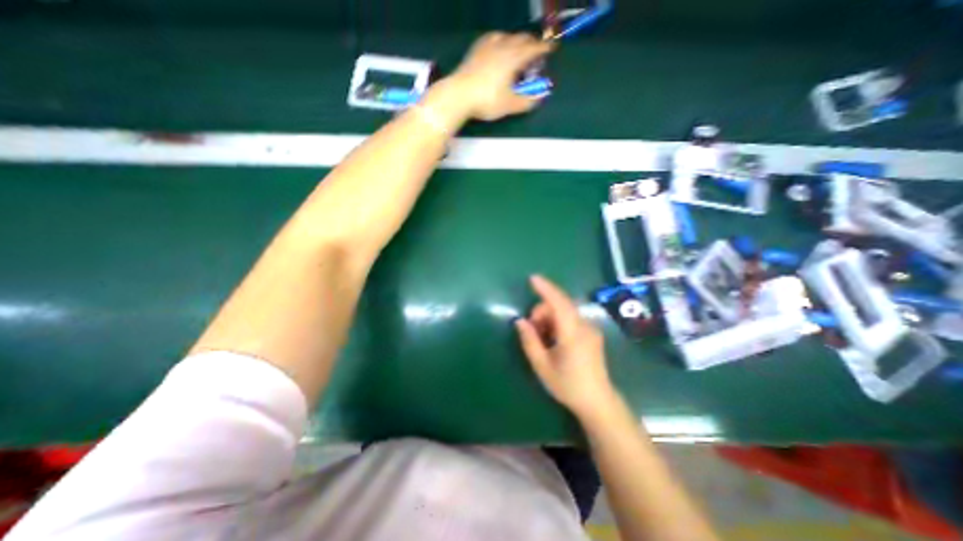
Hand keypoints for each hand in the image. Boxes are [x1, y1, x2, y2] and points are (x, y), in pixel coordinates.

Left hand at [446, 32, 552, 120]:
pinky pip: (492, 38)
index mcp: (513, 58)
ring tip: (517, 50)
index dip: (544, 48)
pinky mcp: (475, 50)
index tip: (552, 48)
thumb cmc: (487, 101)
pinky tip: (497, 46)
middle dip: (531, 44)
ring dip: (516, 41)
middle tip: (536, 52)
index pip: (533, 49)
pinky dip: (501, 40)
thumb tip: (540, 98)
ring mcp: (487, 46)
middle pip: (521, 39)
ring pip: (507, 36)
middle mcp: (502, 47)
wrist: (459, 95)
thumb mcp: (509, 105)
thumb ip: (526, 101)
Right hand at [515, 275, 620, 421]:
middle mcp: (584, 326)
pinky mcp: (592, 334)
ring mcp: (590, 330)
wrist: (598, 402)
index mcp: (572, 333)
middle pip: (560, 306)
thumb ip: (530, 341)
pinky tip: (553, 339)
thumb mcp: (542, 366)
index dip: (546, 289)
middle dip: (542, 311)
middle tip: (532, 330)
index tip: (533, 279)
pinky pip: (571, 319)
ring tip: (542, 338)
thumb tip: (520, 321)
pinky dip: (558, 323)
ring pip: (565, 312)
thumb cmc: (568, 385)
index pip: (559, 303)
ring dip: (550, 318)